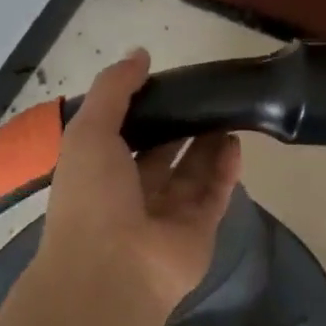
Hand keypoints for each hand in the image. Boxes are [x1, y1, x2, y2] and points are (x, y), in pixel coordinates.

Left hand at [35, 49, 242, 322]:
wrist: (112, 270)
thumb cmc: (92, 197)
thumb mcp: (89, 132)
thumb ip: (114, 90)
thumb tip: (140, 54)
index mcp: (99, 173)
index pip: (124, 136)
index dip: (144, 110)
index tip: (168, 83)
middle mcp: (132, 194)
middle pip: (162, 154)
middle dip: (182, 127)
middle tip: (206, 96)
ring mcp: (166, 215)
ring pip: (192, 174)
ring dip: (208, 145)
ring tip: (228, 112)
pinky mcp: (197, 231)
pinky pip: (214, 194)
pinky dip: (226, 170)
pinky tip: (237, 142)